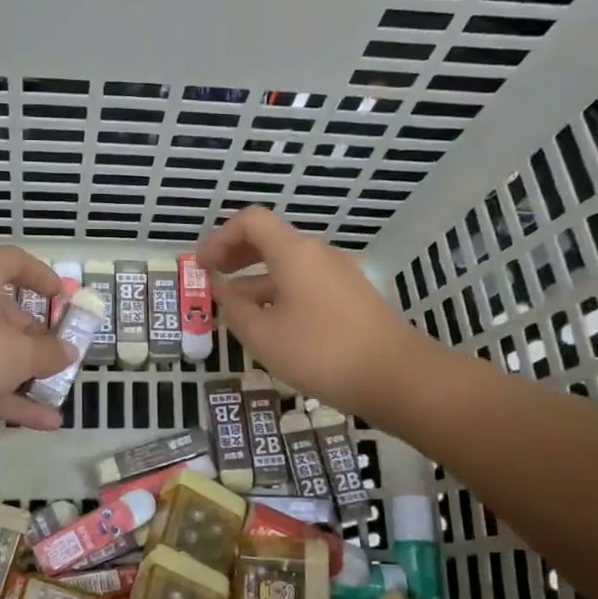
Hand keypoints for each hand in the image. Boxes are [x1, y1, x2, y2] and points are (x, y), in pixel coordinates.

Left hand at [0, 246, 78, 432]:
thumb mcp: (16, 352)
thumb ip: (48, 352)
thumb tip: (68, 350)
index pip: (11, 262)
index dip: (41, 276)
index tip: (63, 300)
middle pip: (2, 313)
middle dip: (35, 337)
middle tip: (61, 358)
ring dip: (25, 375)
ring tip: (58, 395)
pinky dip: (8, 401)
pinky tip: (43, 423)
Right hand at [196, 206, 416, 417]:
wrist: (396, 376)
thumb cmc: (320, 352)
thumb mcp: (263, 336)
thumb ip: (234, 310)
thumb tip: (223, 292)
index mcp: (294, 253)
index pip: (250, 221)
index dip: (219, 238)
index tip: (202, 266)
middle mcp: (318, 255)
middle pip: (270, 240)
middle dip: (236, 256)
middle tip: (213, 279)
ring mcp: (339, 276)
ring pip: (288, 267)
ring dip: (256, 281)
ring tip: (235, 311)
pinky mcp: (351, 298)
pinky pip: (305, 284)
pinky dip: (279, 294)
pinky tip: (271, 325)